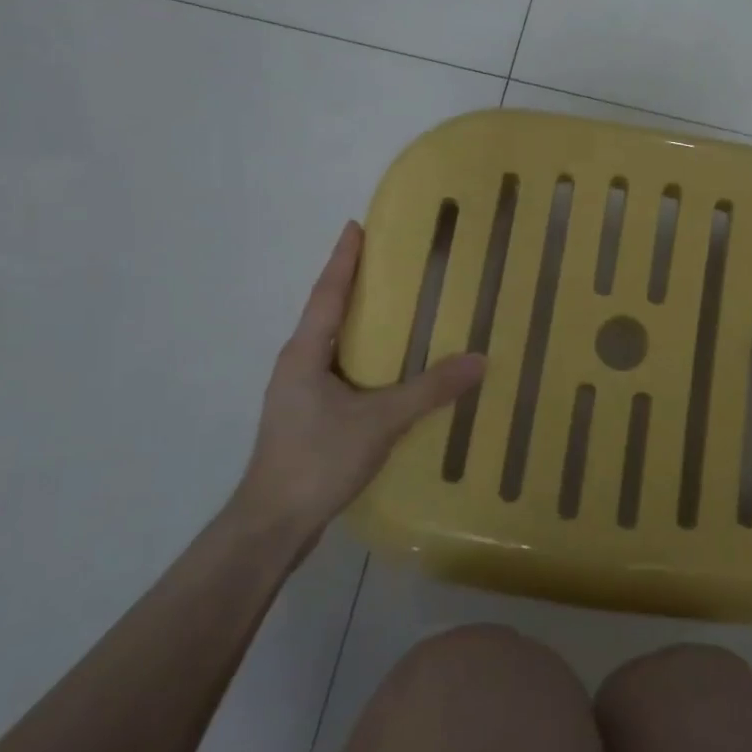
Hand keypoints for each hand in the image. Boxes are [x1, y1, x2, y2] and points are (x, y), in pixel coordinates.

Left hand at [233, 221, 484, 537]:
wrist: (273, 525)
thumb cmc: (318, 459)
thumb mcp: (381, 421)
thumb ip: (430, 389)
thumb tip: (479, 360)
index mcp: (305, 353)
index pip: (327, 293)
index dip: (343, 259)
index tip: (356, 226)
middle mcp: (298, 364)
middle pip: (328, 313)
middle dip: (355, 285)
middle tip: (391, 263)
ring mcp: (299, 393)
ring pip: (334, 345)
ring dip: (360, 324)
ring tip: (398, 309)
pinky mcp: (308, 418)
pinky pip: (340, 372)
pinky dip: (364, 358)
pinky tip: (390, 370)